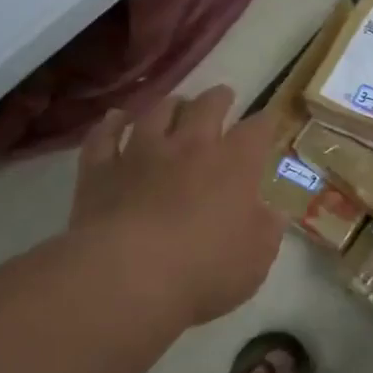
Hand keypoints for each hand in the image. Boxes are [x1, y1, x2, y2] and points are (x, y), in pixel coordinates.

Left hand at [70, 86, 284, 330]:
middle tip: (223, 96)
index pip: (257, 130)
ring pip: (157, 113)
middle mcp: (190, 146)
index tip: (269, 120)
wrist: (127, 276)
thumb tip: (272, 212)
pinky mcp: (100, 170)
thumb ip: (267, 229)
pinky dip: (111, 124)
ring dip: (170, 104)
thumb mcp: (256, 258)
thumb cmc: (204, 269)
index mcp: (235, 164)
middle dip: (219, 98)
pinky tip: (114, 118)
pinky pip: (104, 136)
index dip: (266, 122)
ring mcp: (141, 153)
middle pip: (207, 107)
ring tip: (176, 102)